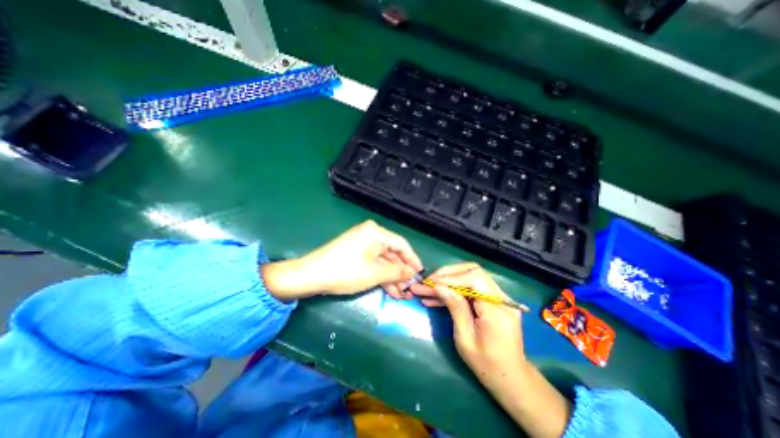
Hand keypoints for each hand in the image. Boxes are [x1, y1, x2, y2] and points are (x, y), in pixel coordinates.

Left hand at [262, 219, 423, 301]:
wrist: (310, 276)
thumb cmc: (345, 271)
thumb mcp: (375, 273)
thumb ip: (397, 272)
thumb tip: (413, 272)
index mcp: (376, 232)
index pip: (401, 244)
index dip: (412, 259)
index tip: (421, 273)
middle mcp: (370, 234)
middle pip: (392, 253)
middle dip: (401, 272)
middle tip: (411, 288)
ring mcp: (362, 244)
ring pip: (383, 261)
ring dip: (392, 277)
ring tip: (402, 294)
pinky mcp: (355, 253)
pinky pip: (373, 263)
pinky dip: (381, 276)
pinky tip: (390, 290)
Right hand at [411, 264, 571, 437]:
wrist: (510, 377)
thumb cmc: (487, 364)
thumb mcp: (465, 339)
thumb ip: (455, 308)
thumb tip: (438, 286)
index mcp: (497, 309)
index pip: (474, 279)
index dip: (450, 277)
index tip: (430, 282)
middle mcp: (502, 298)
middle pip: (473, 271)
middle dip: (447, 274)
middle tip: (427, 282)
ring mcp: (498, 296)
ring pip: (470, 276)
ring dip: (447, 280)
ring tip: (426, 289)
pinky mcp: (492, 298)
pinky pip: (471, 286)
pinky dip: (453, 289)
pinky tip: (436, 296)